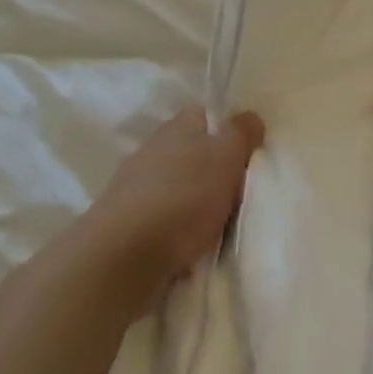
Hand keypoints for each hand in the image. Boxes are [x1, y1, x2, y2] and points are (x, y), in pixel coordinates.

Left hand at [84, 107, 264, 315]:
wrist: (122, 258)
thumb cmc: (183, 197)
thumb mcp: (226, 157)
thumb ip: (241, 134)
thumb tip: (250, 117)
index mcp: (176, 127)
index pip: (203, 114)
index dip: (224, 129)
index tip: (244, 152)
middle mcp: (152, 151)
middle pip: (189, 152)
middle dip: (210, 170)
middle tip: (237, 193)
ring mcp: (133, 189)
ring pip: (174, 188)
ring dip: (191, 203)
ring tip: (216, 227)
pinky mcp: (123, 226)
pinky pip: (160, 221)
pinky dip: (175, 232)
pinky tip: (189, 250)